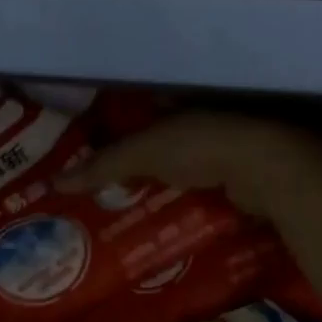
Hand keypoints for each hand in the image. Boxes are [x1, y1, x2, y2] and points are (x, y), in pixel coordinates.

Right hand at [58, 111, 310, 217]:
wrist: (266, 167)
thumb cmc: (199, 145)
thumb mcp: (141, 153)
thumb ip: (101, 166)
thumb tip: (55, 183)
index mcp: (179, 102)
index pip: (140, 112)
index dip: (117, 130)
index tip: (94, 152)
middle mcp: (205, 117)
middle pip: (163, 141)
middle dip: (141, 164)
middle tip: (109, 191)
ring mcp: (228, 145)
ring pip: (186, 167)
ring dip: (166, 186)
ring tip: (134, 212)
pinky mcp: (244, 174)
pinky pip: (207, 188)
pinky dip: (191, 202)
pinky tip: (171, 220)